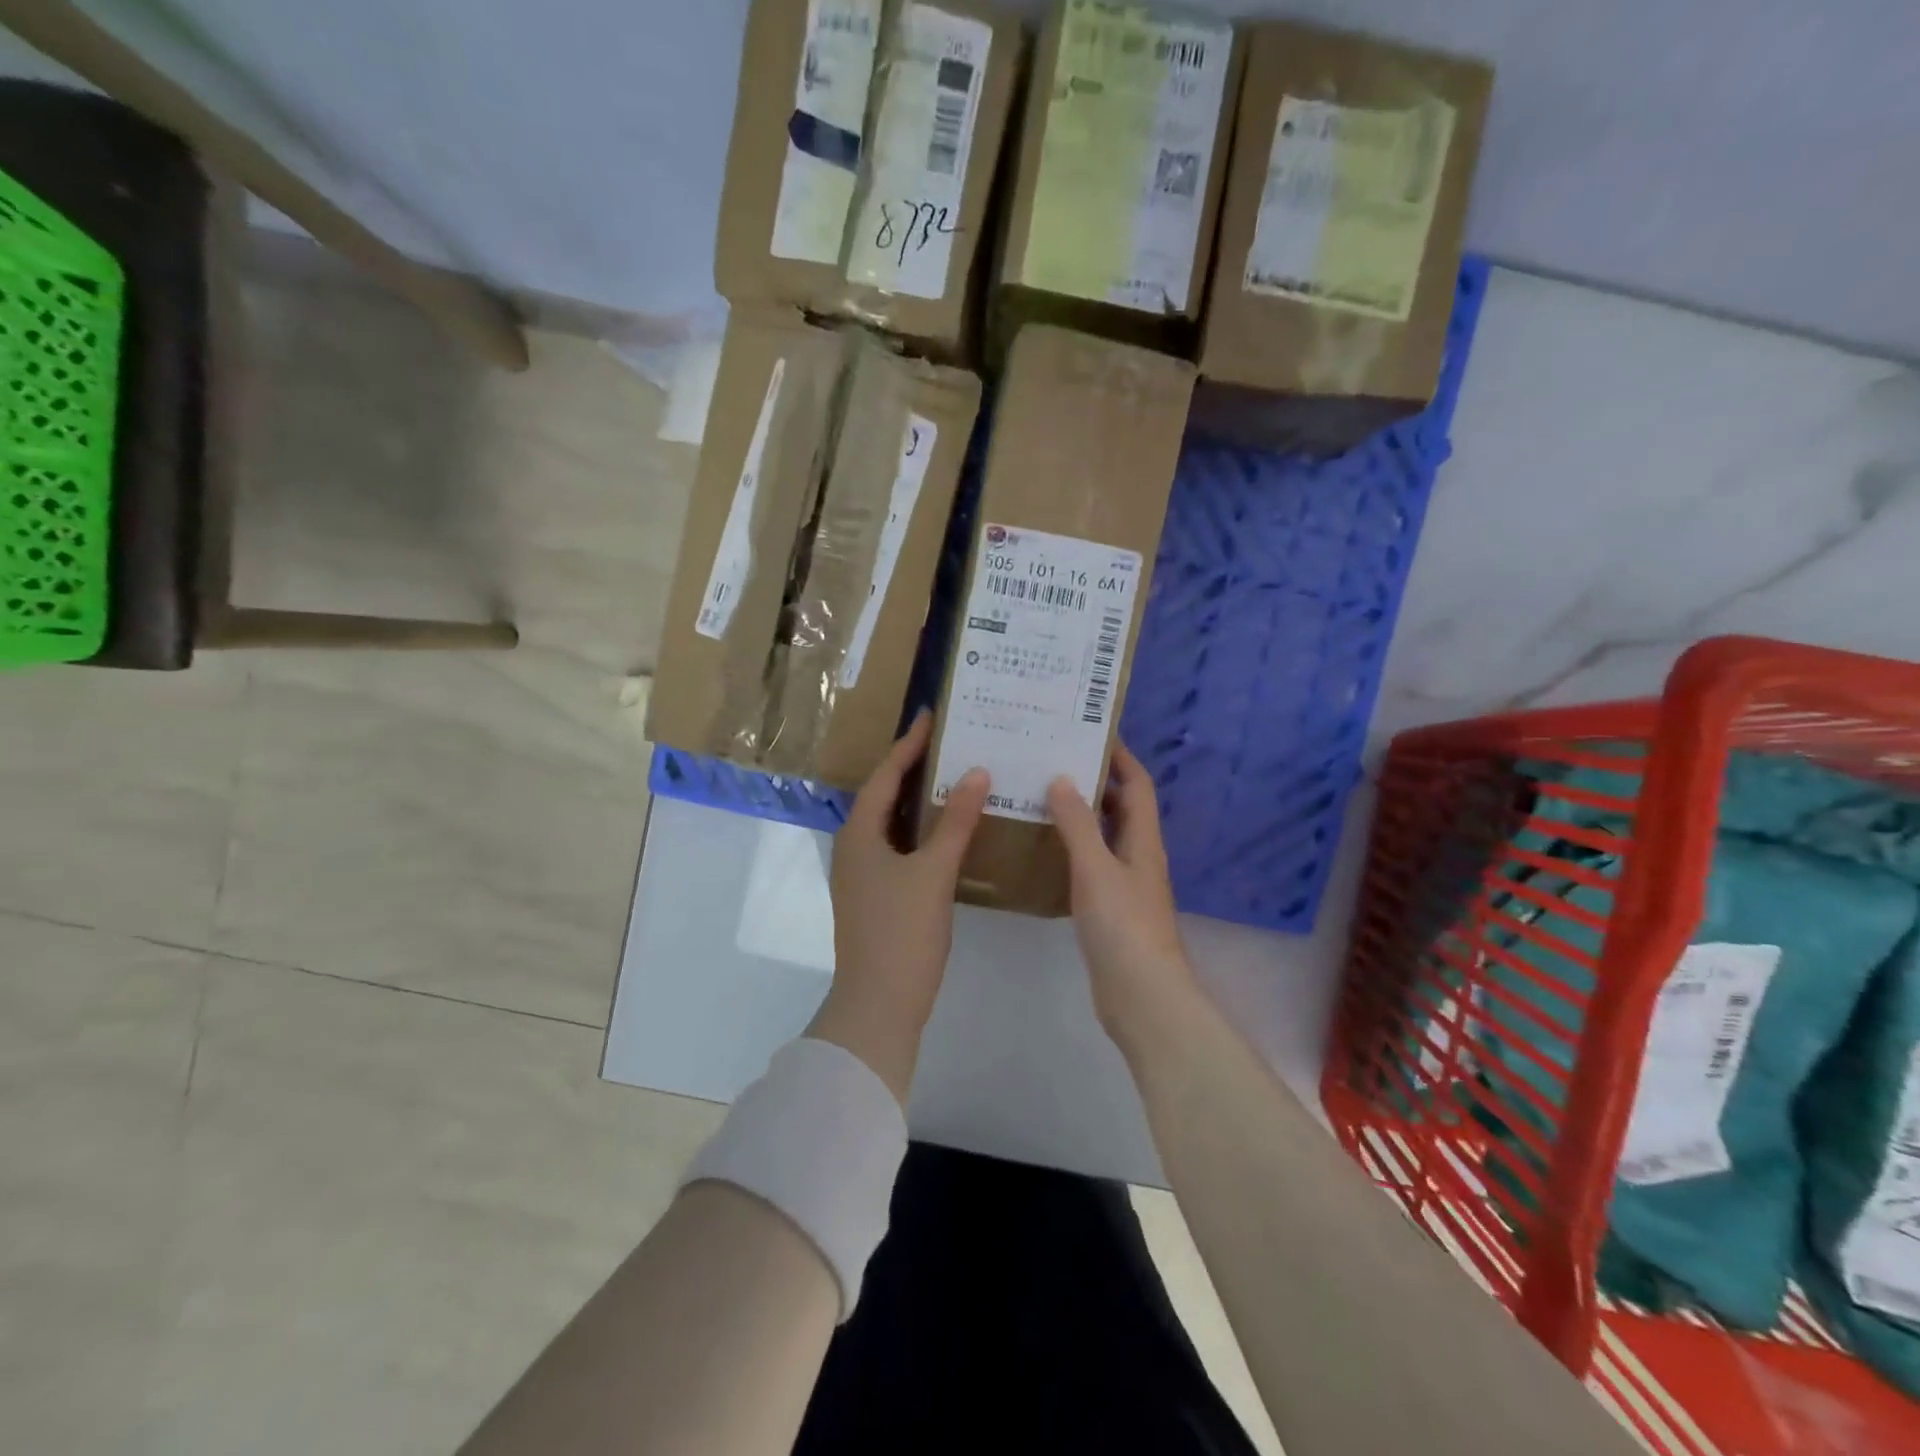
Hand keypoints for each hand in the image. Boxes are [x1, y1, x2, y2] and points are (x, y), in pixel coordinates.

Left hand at [813, 711, 989, 1104]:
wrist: (878, 1005)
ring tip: (953, 775)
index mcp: (859, 834)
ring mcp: (863, 873)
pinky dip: (921, 830)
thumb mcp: (933, 873)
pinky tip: (948, 830)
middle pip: (884, 795)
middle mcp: (854, 847)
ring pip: (892, 822)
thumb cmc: (902, 933)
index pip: (885, 775)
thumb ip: (954, 821)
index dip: (908, 744)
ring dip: (918, 799)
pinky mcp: (876, 894)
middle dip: (913, 766)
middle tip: (948, 741)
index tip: (931, 715)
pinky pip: (899, 846)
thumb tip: (975, 772)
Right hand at [1047, 744, 1197, 1051]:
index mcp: (1143, 841)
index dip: (1120, 757)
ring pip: (1105, 836)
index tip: (1091, 732)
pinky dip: (1072, 849)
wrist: (1142, 996)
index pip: (1137, 785)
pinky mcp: (1110, 909)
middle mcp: (1138, 856)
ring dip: (1081, 815)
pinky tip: (1044, 850)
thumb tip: (1063, 778)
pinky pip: (1091, 865)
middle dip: (1095, 781)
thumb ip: (1078, 824)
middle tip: (1054, 761)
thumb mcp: (1096, 868)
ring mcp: (1125, 885)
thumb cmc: (1123, 926)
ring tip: (1042, 796)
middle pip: (1122, 807)